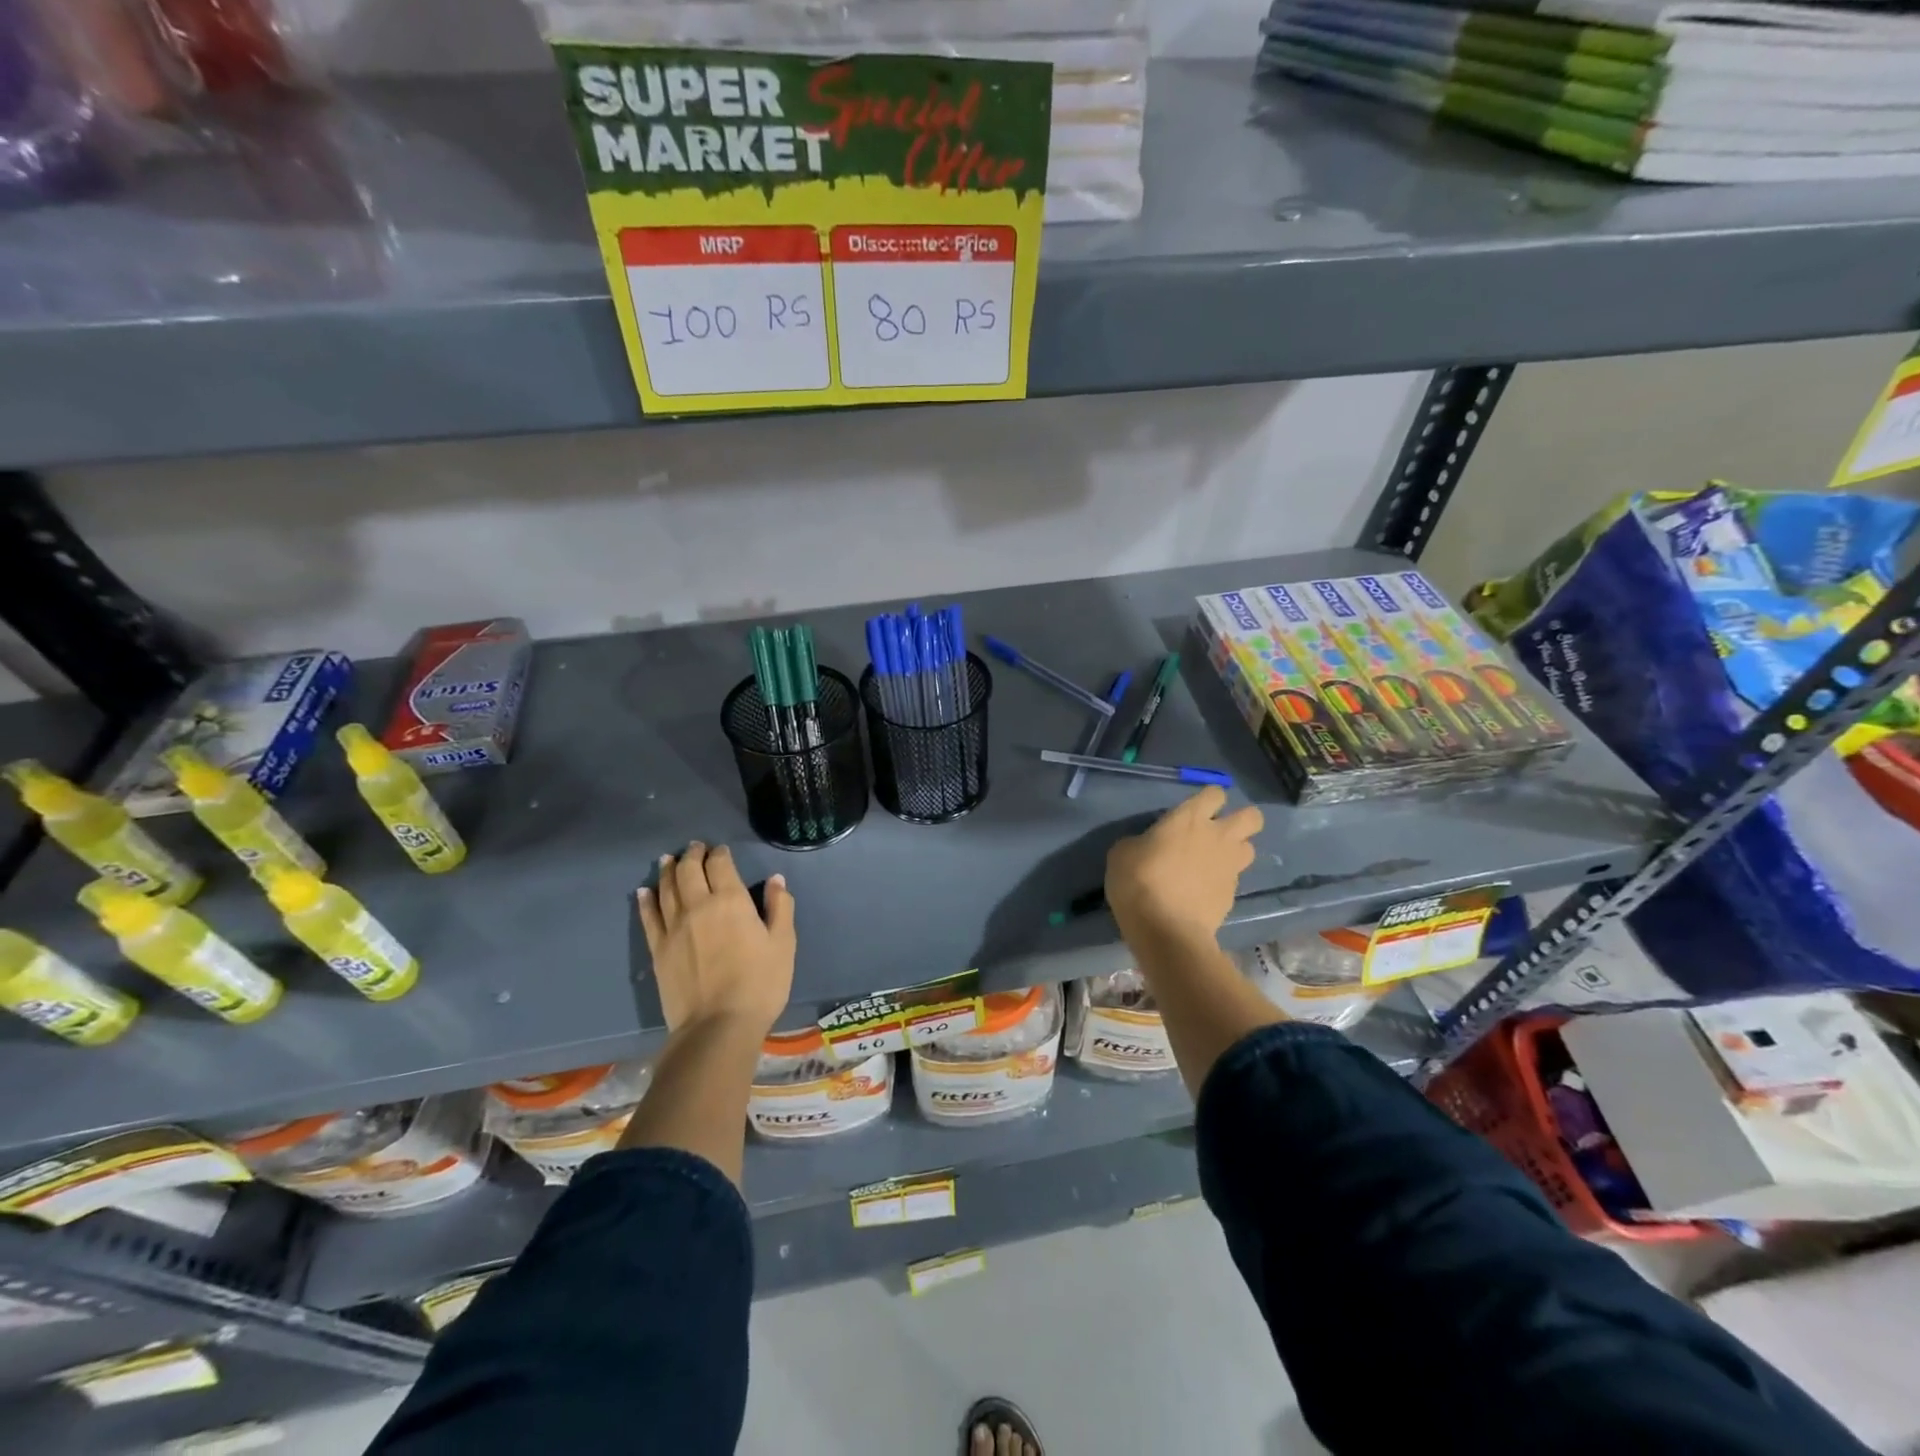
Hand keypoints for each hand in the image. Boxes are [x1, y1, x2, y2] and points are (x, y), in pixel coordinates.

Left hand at [637, 842, 795, 1036]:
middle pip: (688, 870)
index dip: (719, 853)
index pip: (720, 865)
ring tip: (668, 859)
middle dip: (692, 855)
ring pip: (666, 888)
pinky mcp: (658, 950)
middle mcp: (698, 905)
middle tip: (695, 848)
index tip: (720, 850)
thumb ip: (780, 908)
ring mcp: (673, 927)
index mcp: (731, 900)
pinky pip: (649, 917)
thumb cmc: (759, 984)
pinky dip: (646, 900)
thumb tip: (775, 880)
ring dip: (668, 870)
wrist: (717, 1026)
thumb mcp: (783, 944)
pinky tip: (644, 891)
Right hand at [1105, 787, 1263, 948]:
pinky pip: (1234, 879)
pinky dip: (1223, 881)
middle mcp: (1218, 836)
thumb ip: (1142, 841)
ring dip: (1235, 851)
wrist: (1165, 929)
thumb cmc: (1139, 880)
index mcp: (1190, 818)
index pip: (1215, 793)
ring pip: (1250, 848)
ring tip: (1214, 862)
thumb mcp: (1123, 853)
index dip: (1208, 799)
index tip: (1194, 811)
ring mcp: (1230, 867)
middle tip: (1218, 831)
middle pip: (1252, 816)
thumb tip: (1148, 845)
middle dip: (1241, 820)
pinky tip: (1203, 891)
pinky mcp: (1232, 894)